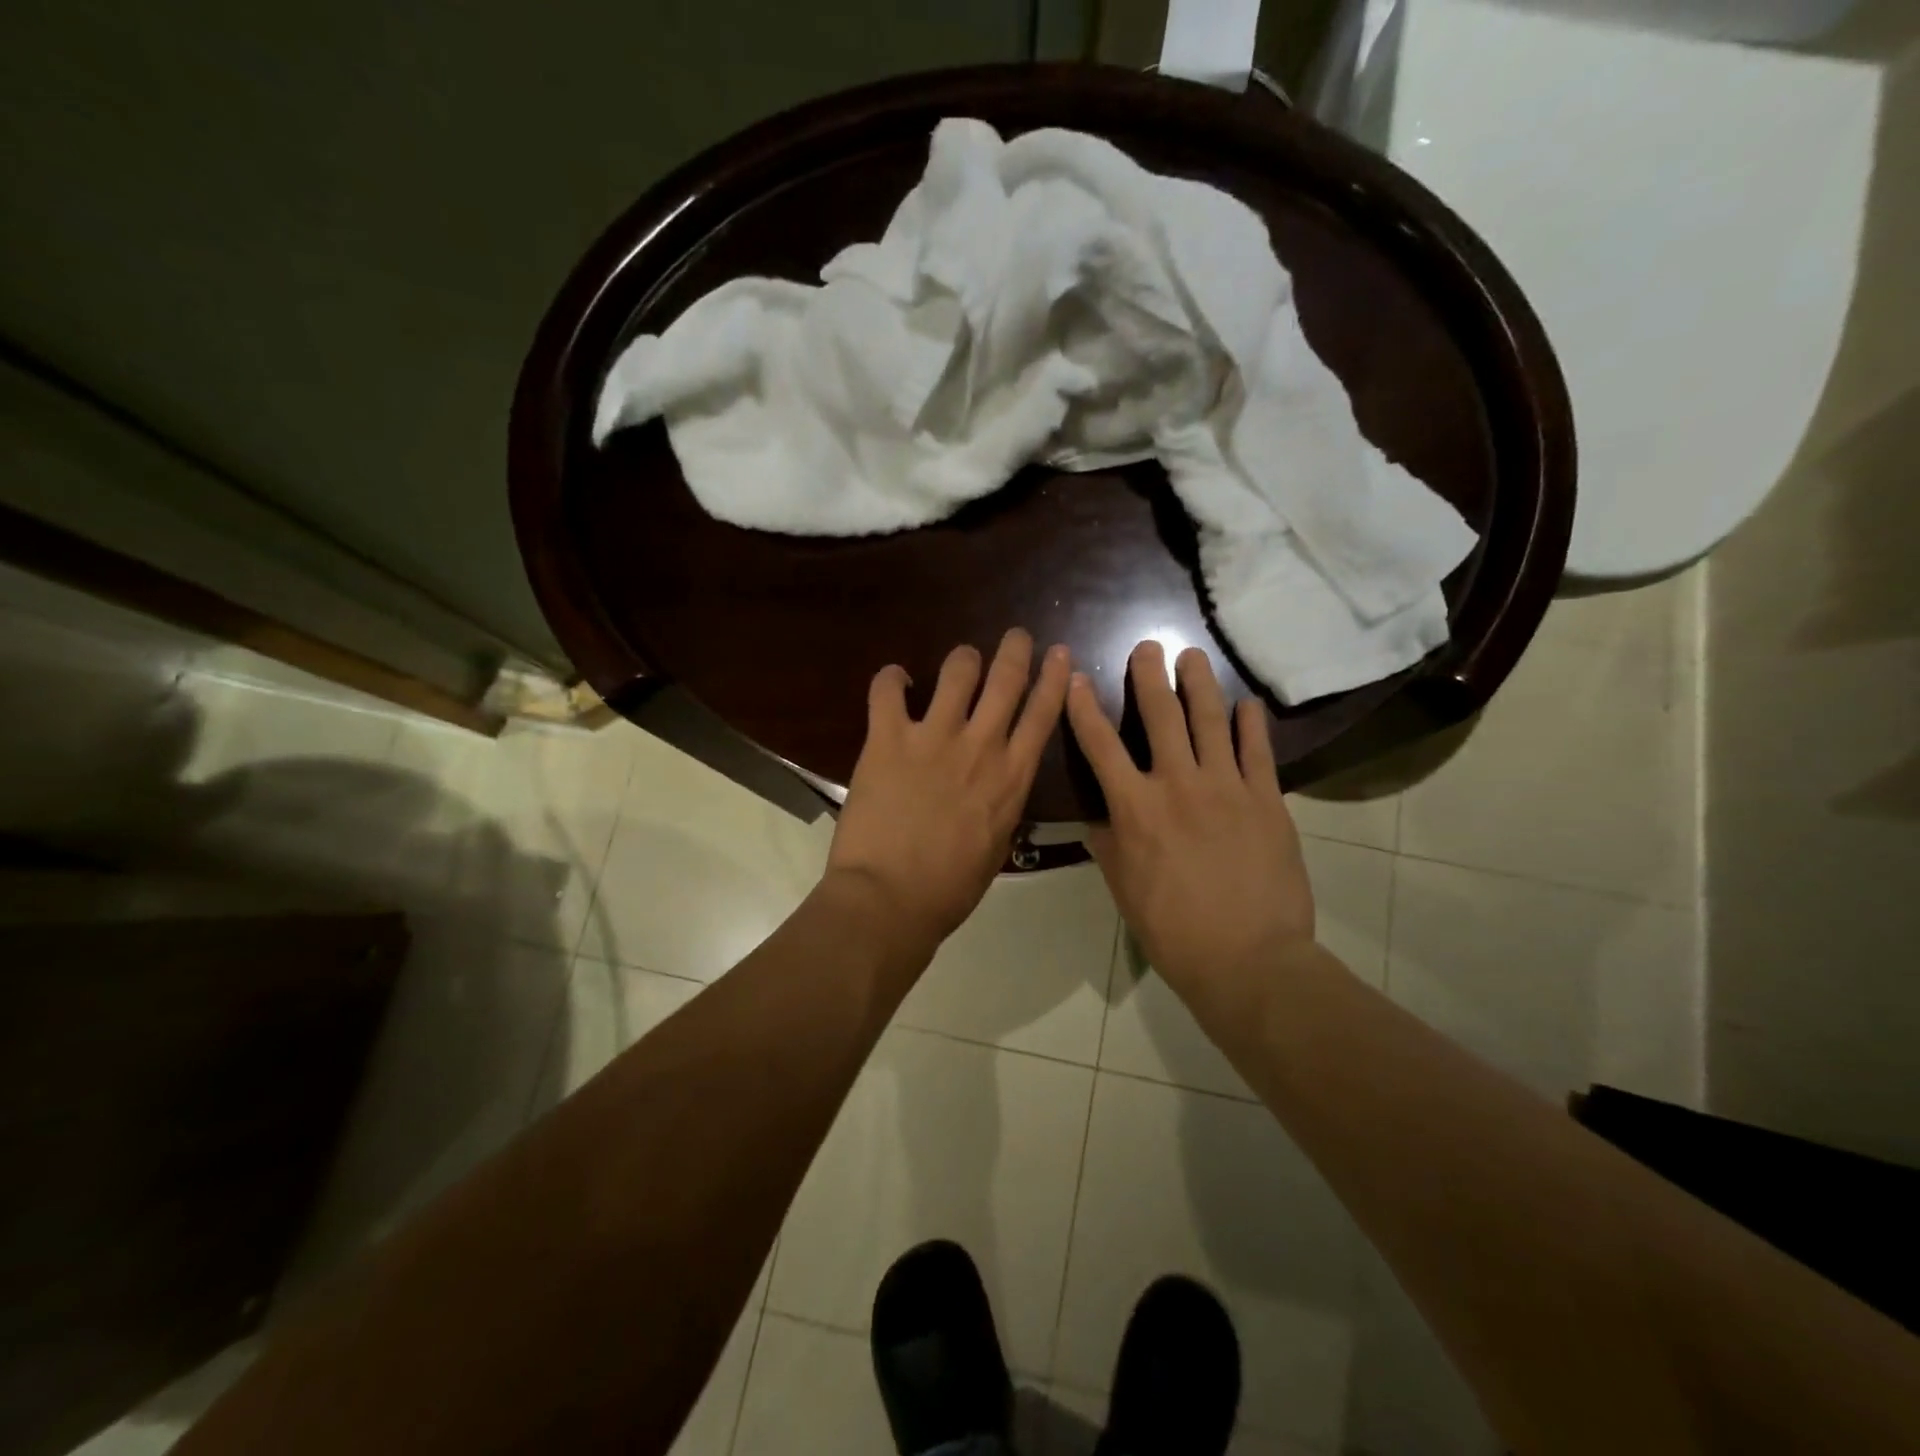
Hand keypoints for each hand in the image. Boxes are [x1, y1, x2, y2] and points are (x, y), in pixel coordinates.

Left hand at [828, 629, 1070, 945]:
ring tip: (961, 661)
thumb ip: (1002, 807)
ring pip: (958, 671)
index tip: (1058, 653)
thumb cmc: (949, 888)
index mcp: (1012, 777)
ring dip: (963, 659)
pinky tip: (895, 680)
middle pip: (1006, 679)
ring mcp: (934, 737)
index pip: (1042, 714)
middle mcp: (980, 746)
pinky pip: (888, 689)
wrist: (891, 898)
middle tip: (1015, 636)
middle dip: (1014, 649)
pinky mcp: (889, 738)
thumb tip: (999, 788)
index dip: (1054, 678)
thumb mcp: (997, 847)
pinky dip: (891, 678)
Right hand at [1065, 641, 1314, 1013]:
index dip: (1085, 709)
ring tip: (1194, 657)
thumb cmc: (1173, 929)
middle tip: (1148, 646)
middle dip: (1149, 676)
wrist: (1248, 958)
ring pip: (1210, 721)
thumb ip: (1108, 843)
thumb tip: (1097, 815)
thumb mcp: (1123, 887)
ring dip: (1199, 683)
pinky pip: (1258, 751)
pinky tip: (1247, 704)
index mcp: (1135, 808)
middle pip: (1160, 716)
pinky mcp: (1267, 799)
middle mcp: (1178, 784)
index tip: (1077, 679)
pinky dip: (1251, 723)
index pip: (1101, 746)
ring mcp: (1227, 787)